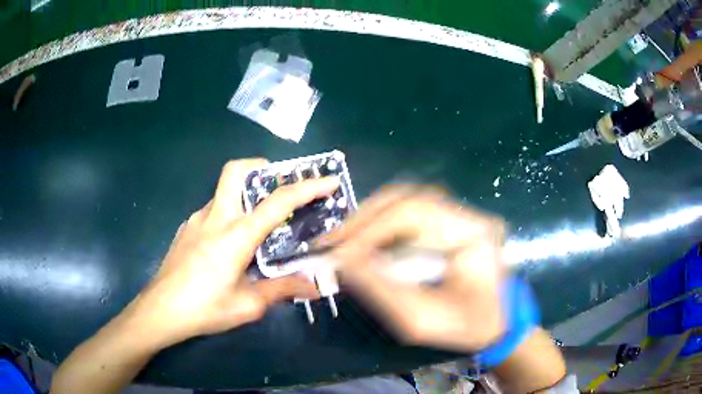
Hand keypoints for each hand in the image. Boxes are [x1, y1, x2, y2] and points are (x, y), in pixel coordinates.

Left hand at [132, 158, 340, 345]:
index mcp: (235, 236)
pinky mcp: (186, 228)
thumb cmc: (204, 309)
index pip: (277, 202)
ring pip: (225, 192)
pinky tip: (229, 246)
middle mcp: (215, 218)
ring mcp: (196, 220)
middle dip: (262, 168)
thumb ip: (282, 289)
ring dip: (246, 198)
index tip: (328, 180)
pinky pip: (213, 211)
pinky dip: (229, 215)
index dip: (307, 187)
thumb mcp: (247, 305)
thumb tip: (315, 286)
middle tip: (279, 187)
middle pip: (236, 171)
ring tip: (258, 227)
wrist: (160, 310)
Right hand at [320, 186, 506, 351]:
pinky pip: (410, 212)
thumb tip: (343, 261)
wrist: (497, 322)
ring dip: (370, 219)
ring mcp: (461, 214)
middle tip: (332, 243)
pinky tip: (365, 240)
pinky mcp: (452, 221)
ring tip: (343, 241)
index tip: (337, 252)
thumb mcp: (421, 320)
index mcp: (474, 235)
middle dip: (364, 220)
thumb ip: (381, 290)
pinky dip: (382, 224)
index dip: (370, 231)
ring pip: (406, 200)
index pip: (414, 214)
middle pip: (407, 199)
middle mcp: (469, 215)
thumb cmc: (466, 327)